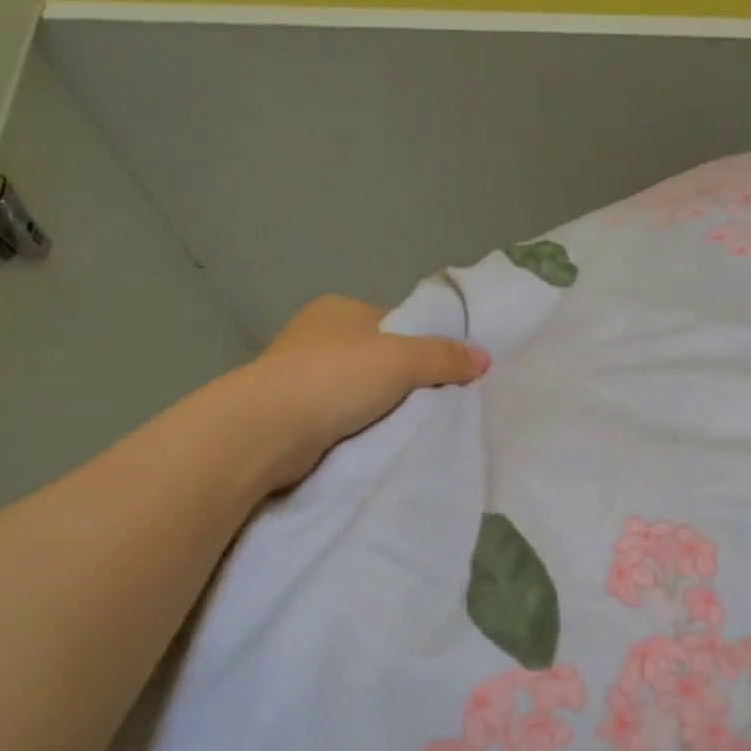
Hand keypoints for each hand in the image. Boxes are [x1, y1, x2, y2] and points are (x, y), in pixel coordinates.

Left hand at [241, 295, 489, 488]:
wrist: (267, 429)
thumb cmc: (336, 379)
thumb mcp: (402, 360)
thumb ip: (444, 357)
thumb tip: (483, 359)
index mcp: (339, 309)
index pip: (394, 323)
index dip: (422, 346)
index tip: (444, 375)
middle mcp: (315, 334)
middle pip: (376, 357)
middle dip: (401, 380)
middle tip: (432, 406)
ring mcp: (297, 373)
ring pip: (356, 388)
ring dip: (377, 407)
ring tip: (405, 428)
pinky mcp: (288, 411)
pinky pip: (337, 415)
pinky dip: (355, 426)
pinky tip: (371, 441)